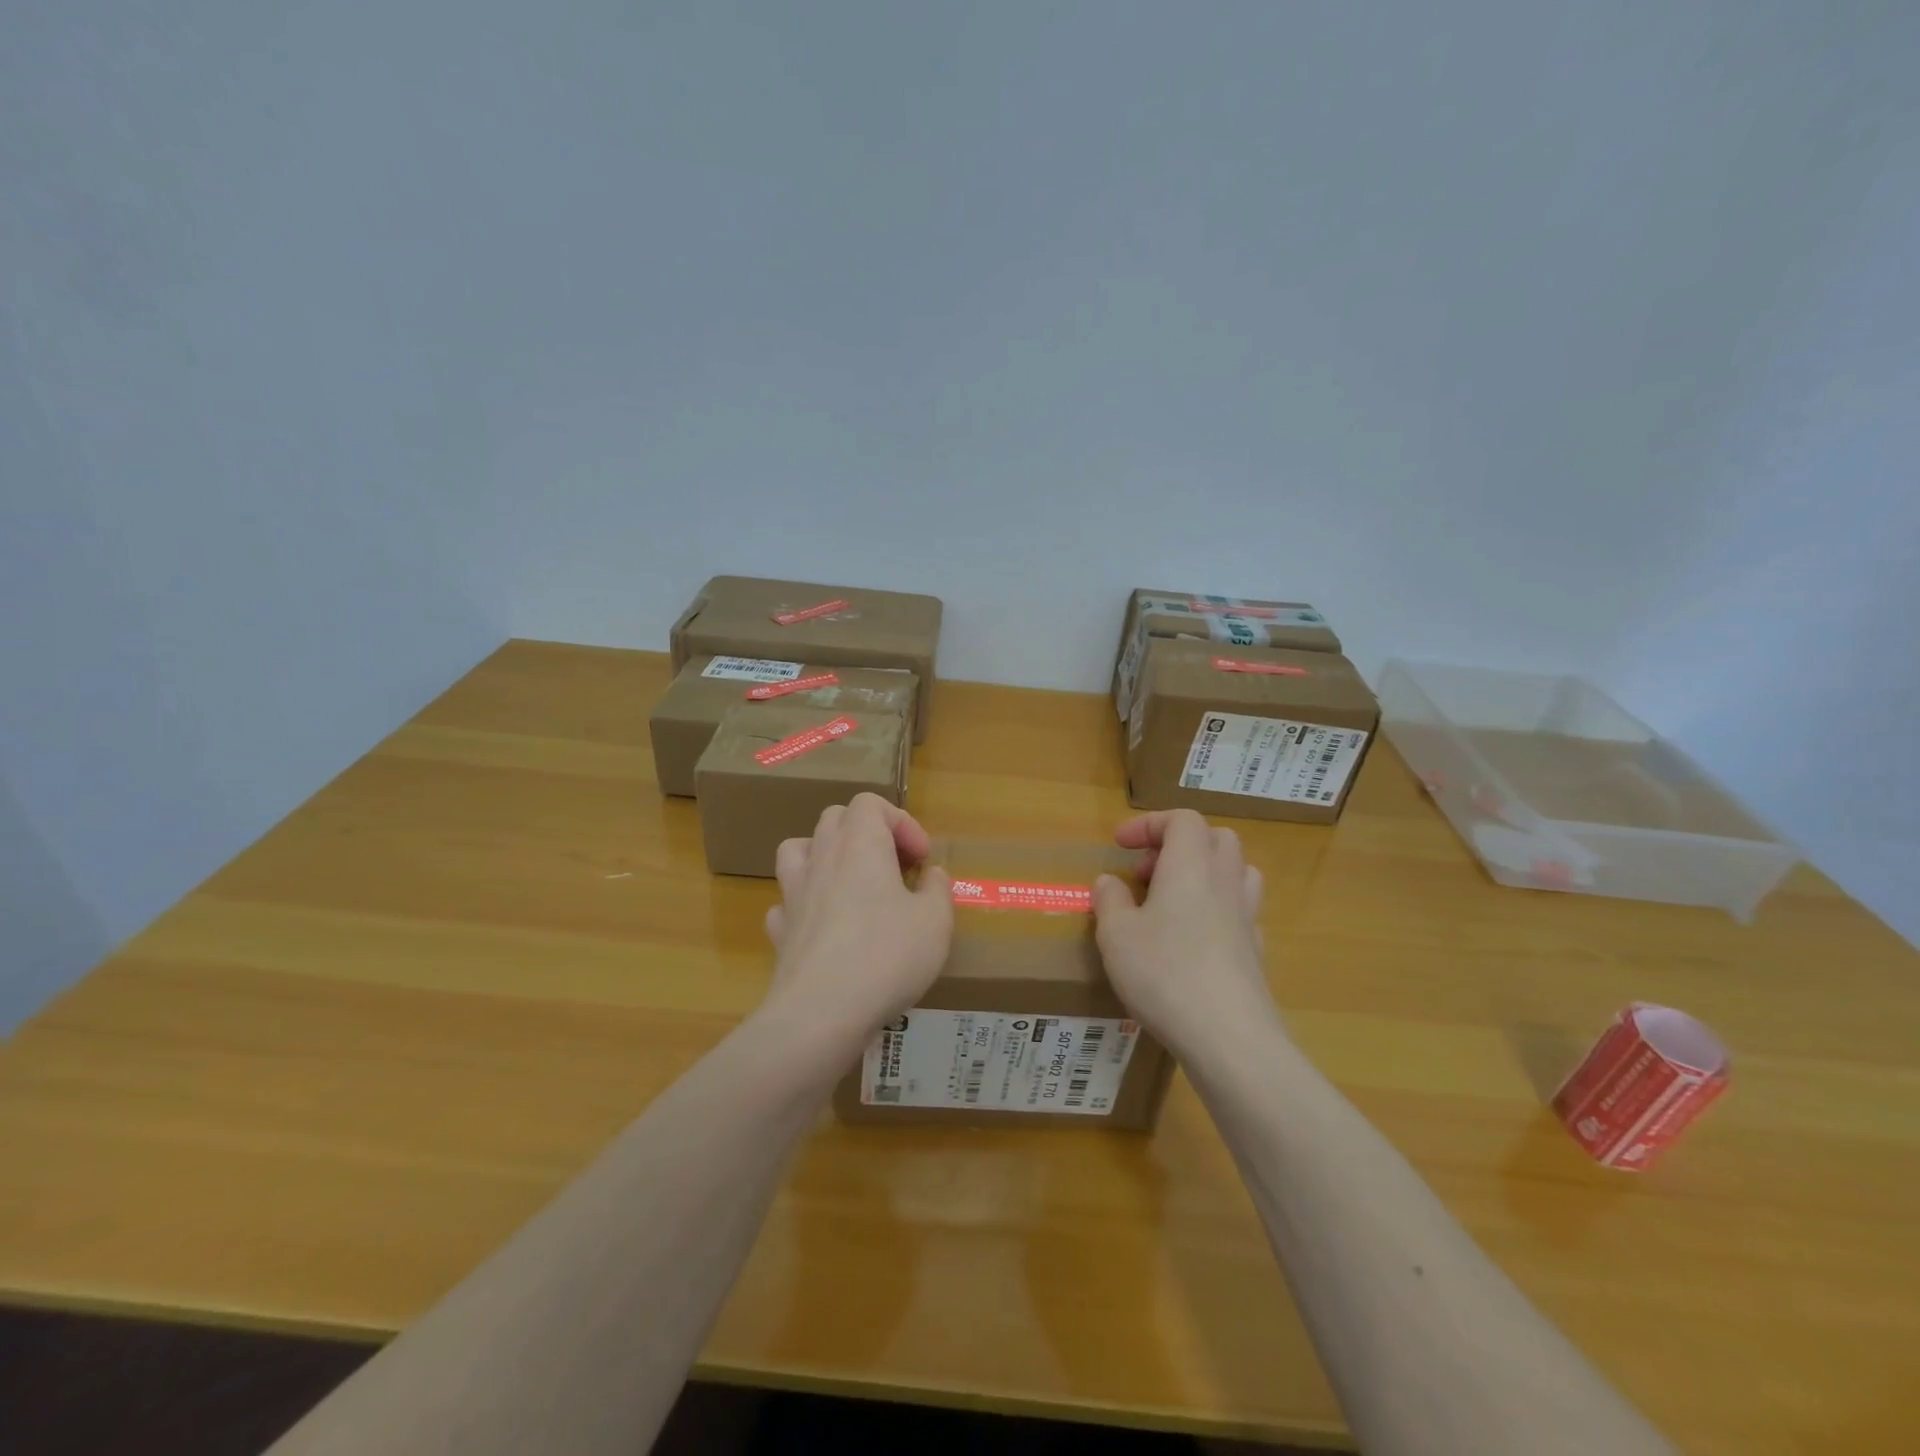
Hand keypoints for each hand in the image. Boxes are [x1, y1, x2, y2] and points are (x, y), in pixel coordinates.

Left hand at [762, 794, 953, 1043]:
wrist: (821, 1012)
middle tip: (894, 868)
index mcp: (860, 845)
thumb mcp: (935, 922)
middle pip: (835, 818)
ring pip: (798, 849)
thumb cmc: (886, 956)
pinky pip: (788, 901)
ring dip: (825, 855)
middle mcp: (821, 858)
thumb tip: (930, 875)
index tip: (920, 859)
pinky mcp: (780, 930)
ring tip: (850, 883)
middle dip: (867, 833)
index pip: (871, 803)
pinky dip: (806, 904)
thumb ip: (937, 889)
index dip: (901, 822)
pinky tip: (823, 926)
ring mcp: (793, 893)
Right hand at [1091, 809, 1282, 1059]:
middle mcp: (1225, 882)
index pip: (1182, 819)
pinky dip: (1217, 910)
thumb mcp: (1116, 935)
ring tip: (1171, 901)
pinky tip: (1192, 940)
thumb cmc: (1164, 974)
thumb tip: (1109, 882)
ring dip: (1204, 873)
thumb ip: (1110, 900)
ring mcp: (1247, 918)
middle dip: (1179, 845)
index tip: (1121, 846)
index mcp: (1190, 867)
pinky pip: (1240, 911)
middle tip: (1146, 873)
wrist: (1229, 1039)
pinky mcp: (1257, 952)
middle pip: (1216, 838)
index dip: (1150, 824)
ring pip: (1236, 872)